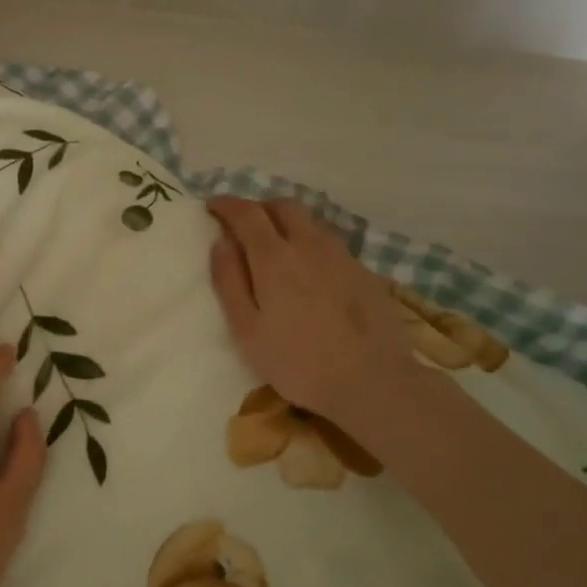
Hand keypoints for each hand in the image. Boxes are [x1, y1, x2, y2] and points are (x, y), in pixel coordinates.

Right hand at [207, 197, 427, 434]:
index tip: (213, 206)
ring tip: (278, 246)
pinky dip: (311, 244)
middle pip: (283, 206)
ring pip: (311, 222)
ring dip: (288, 223)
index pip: (246, 213)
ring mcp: (342, 256)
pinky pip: (330, 244)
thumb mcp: (247, 329)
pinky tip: (311, 272)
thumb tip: (221, 242)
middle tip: (245, 224)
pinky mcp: (365, 272)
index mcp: (274, 257)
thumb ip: (229, 281)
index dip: (227, 205)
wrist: (374, 382)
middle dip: (260, 207)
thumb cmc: (298, 361)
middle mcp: (309, 245)